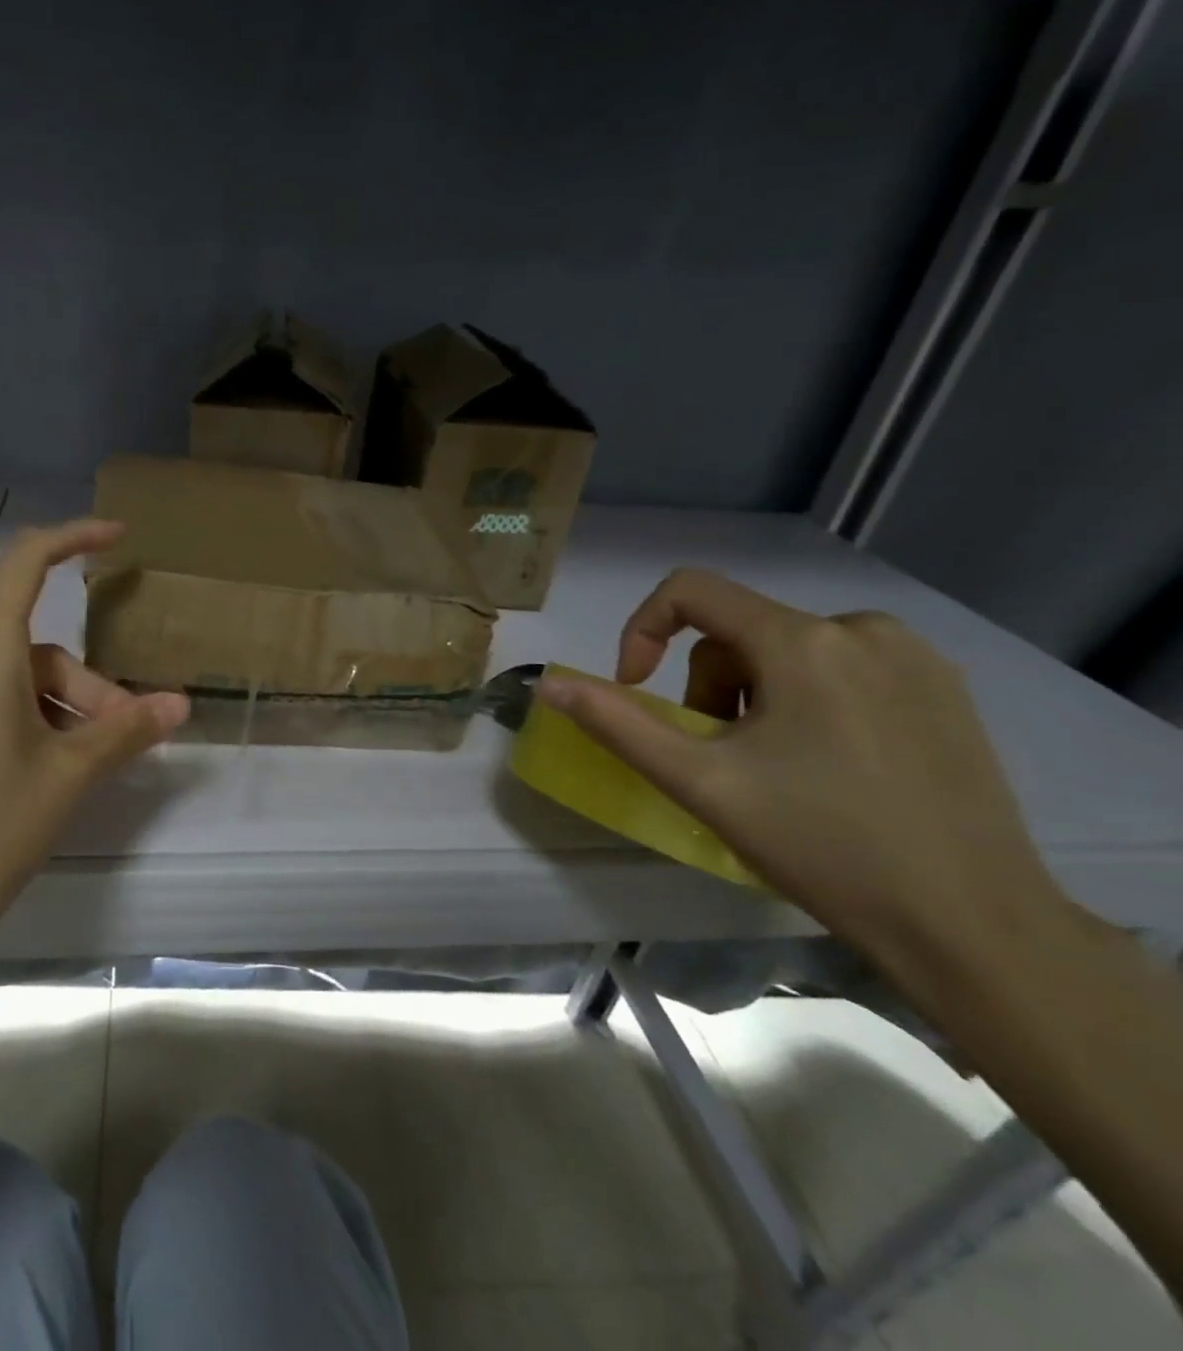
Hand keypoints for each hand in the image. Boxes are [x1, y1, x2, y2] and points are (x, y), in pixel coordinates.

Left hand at [0, 519, 188, 985]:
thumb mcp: (67, 775)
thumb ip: (124, 730)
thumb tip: (178, 704)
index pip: (26, 563)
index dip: (74, 539)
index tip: (118, 538)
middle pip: (32, 647)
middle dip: (87, 683)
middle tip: (125, 735)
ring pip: (7, 683)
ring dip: (57, 710)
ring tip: (86, 768)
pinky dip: (22, 724)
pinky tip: (38, 779)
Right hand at [536, 569, 1067, 964]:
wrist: (970, 924)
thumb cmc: (820, 845)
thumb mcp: (699, 781)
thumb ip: (616, 722)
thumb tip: (547, 682)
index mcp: (805, 642)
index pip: (692, 591)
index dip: (641, 630)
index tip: (636, 689)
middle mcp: (865, 629)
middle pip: (739, 632)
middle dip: (709, 689)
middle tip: (719, 759)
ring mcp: (916, 658)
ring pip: (788, 652)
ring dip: (754, 698)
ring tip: (771, 768)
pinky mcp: (946, 689)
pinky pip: (841, 669)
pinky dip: (805, 702)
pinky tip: (825, 766)